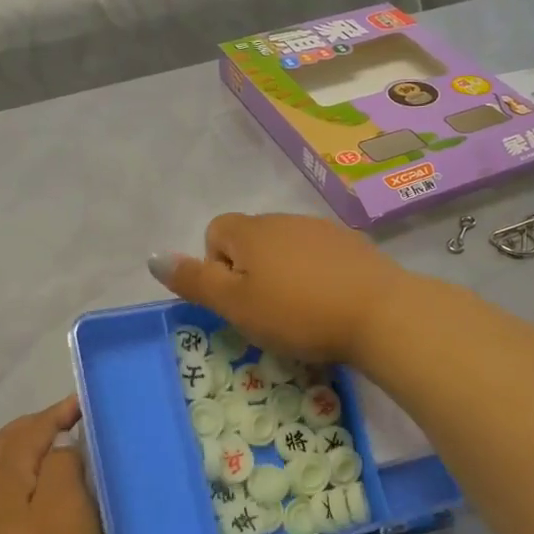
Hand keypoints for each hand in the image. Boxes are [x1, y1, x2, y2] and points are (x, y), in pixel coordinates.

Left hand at [0, 396, 106, 533]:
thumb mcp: (69, 508)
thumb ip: (63, 464)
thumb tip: (58, 451)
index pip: (28, 430)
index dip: (56, 413)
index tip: (84, 405)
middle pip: (4, 445)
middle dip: (35, 428)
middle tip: (70, 423)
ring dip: (25, 453)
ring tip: (59, 452)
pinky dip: (19, 479)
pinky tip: (39, 495)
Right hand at [149, 212, 412, 363]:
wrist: (380, 313)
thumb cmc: (297, 313)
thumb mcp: (235, 305)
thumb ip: (194, 281)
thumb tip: (153, 257)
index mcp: (251, 232)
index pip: (215, 233)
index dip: (217, 267)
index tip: (238, 300)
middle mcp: (284, 220)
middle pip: (251, 241)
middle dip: (251, 273)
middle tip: (267, 313)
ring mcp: (322, 229)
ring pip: (286, 249)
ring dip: (284, 275)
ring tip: (301, 313)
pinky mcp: (353, 245)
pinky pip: (319, 257)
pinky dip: (316, 276)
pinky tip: (331, 304)